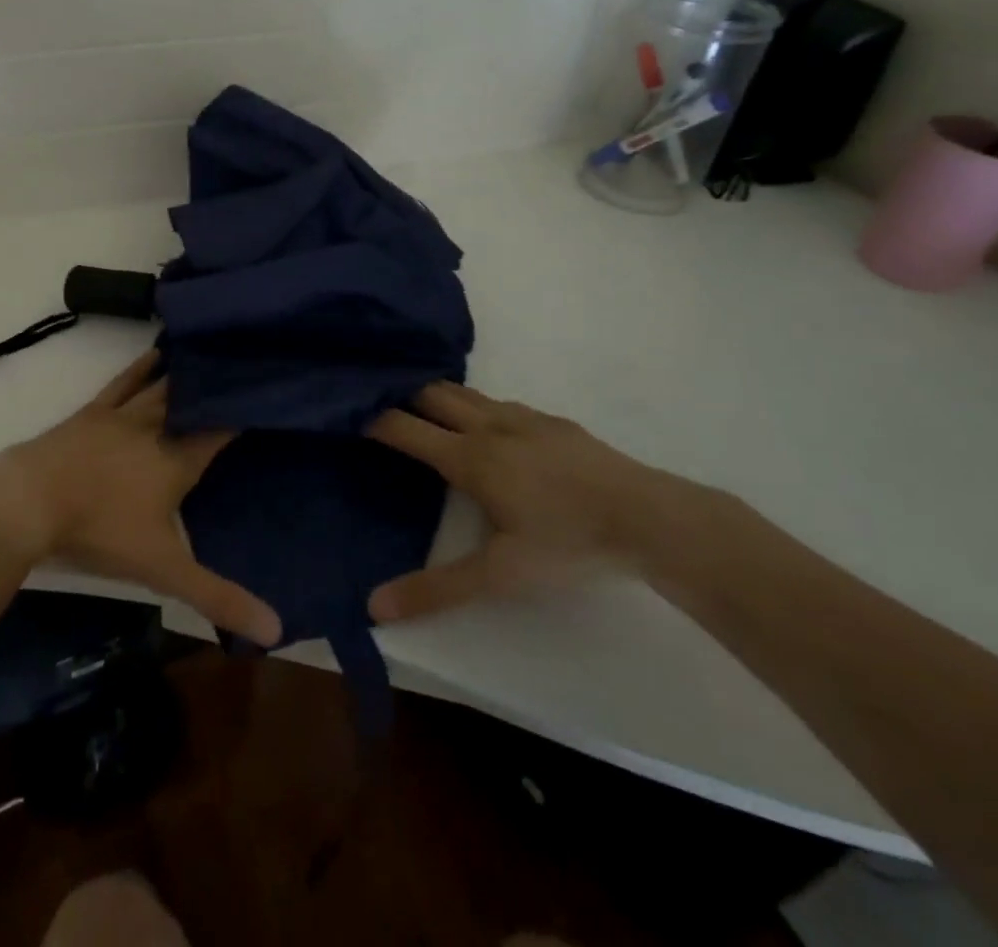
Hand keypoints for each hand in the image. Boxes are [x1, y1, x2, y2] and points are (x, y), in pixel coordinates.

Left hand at [0, 351, 281, 647]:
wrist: (30, 500)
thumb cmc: (100, 530)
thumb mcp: (163, 569)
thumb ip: (217, 596)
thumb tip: (278, 631)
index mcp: (177, 461)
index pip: (220, 431)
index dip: (245, 413)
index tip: (270, 396)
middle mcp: (156, 429)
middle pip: (194, 402)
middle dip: (220, 386)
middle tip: (247, 365)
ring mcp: (122, 415)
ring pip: (163, 386)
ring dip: (186, 372)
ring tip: (212, 353)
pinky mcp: (92, 412)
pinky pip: (123, 382)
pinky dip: (141, 367)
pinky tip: (154, 352)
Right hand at [365, 381, 683, 622]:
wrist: (653, 519)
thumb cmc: (569, 544)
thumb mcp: (501, 576)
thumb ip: (437, 589)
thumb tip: (374, 607)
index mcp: (469, 457)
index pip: (405, 427)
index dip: (372, 417)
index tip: (345, 410)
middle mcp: (489, 426)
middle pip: (431, 393)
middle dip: (400, 391)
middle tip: (374, 397)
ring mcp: (524, 417)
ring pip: (466, 392)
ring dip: (437, 394)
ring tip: (419, 404)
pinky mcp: (553, 421)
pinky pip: (499, 401)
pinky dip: (475, 403)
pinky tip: (486, 425)